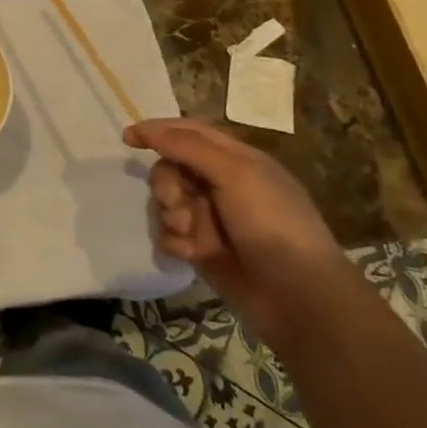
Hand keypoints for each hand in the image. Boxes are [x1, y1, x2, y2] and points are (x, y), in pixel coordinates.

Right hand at [131, 117, 348, 349]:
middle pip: (172, 167)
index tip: (128, 139)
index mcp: (236, 159)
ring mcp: (211, 218)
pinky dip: (174, 240)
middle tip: (174, 201)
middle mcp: (221, 184)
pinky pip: (170, 234)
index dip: (158, 131)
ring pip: (167, 202)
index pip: (189, 132)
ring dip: (169, 214)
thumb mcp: (235, 174)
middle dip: (166, 183)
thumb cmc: (272, 224)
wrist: (298, 298)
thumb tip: (147, 129)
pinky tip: (188, 254)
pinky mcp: (203, 250)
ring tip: (187, 233)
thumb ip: (188, 147)